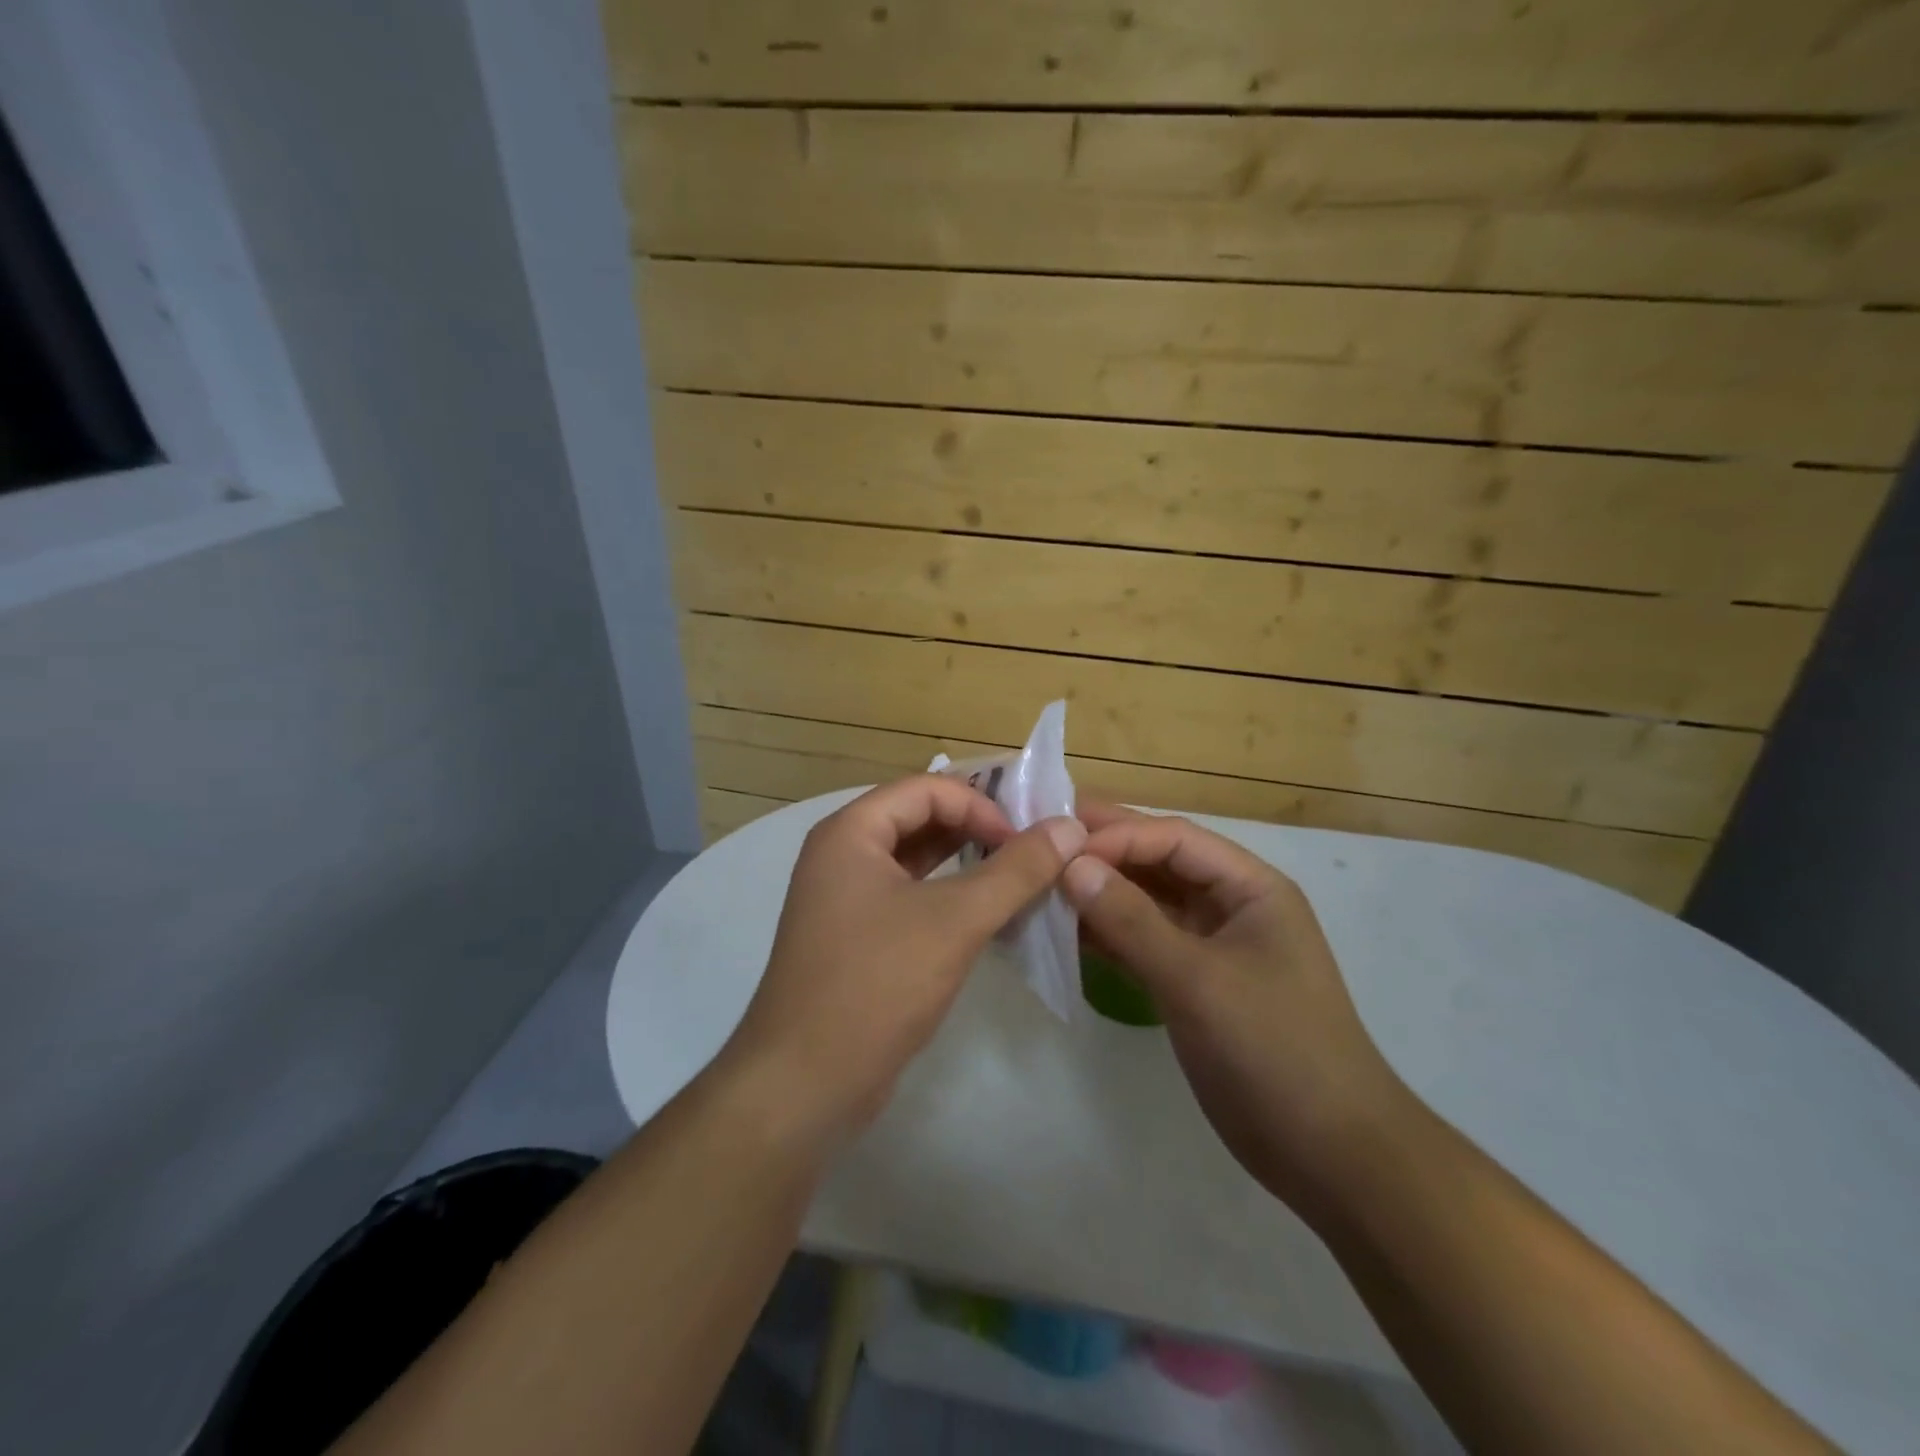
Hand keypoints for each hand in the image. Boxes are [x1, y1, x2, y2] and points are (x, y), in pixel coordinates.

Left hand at [726, 775, 1084, 1142]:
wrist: (804, 1085)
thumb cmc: (876, 985)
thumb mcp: (954, 920)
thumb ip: (1015, 870)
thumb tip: (1068, 827)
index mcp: (850, 833)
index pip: (926, 789)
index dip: (981, 805)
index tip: (1026, 841)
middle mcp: (842, 855)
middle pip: (920, 820)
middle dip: (978, 831)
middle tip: (1034, 852)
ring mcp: (846, 900)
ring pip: (917, 863)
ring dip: (968, 865)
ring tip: (1021, 880)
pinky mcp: (858, 939)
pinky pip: (911, 899)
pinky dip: (950, 899)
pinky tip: (991, 917)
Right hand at [1061, 805, 1409, 1218]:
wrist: (1329, 1155)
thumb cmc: (1275, 1051)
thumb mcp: (1199, 981)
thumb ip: (1132, 921)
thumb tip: (1070, 866)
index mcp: (1250, 887)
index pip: (1174, 839)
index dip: (1117, 835)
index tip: (1058, 846)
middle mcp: (1229, 905)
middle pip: (1159, 862)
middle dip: (1103, 852)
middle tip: (1040, 842)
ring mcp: (1209, 945)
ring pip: (1146, 902)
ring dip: (1100, 893)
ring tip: (1041, 883)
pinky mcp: (1191, 983)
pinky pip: (1142, 942)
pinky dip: (1106, 934)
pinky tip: (1064, 931)